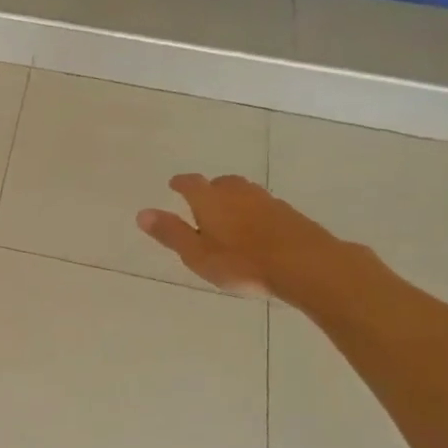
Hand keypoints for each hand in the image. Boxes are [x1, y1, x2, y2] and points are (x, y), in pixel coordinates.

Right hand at [136, 174, 347, 300]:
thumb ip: (171, 233)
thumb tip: (142, 213)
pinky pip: (264, 206)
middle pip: (221, 183)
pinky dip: (254, 211)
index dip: (181, 183)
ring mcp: (267, 201)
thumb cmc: (242, 263)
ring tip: (229, 213)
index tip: (174, 184)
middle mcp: (238, 193)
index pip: (190, 184)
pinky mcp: (290, 214)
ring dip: (234, 198)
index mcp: (210, 200)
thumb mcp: (197, 254)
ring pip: (245, 192)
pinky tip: (256, 228)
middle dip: (209, 188)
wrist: (306, 264)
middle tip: (203, 199)